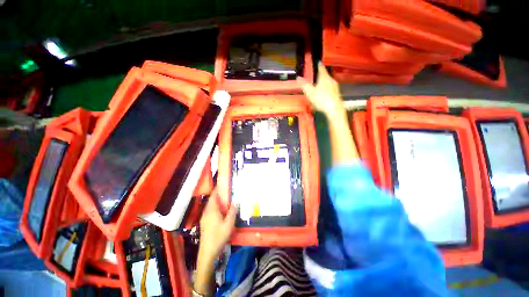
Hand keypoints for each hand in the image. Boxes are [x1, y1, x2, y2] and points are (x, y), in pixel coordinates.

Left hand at [198, 188, 235, 262]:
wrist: (207, 252)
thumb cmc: (219, 237)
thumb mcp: (229, 224)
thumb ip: (232, 212)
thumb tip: (235, 202)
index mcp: (212, 211)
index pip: (213, 196)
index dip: (217, 189)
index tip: (222, 183)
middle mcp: (206, 212)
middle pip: (211, 200)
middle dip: (218, 194)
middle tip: (226, 191)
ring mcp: (204, 218)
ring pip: (210, 205)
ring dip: (216, 201)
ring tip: (225, 199)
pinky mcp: (204, 223)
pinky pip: (209, 210)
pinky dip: (215, 207)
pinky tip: (220, 211)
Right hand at [297, 63, 344, 117]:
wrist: (334, 109)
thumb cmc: (322, 100)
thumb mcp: (310, 93)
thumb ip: (304, 85)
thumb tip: (298, 78)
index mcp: (324, 78)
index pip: (321, 68)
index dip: (319, 65)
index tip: (318, 63)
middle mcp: (330, 80)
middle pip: (325, 75)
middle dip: (320, 76)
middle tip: (315, 77)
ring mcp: (335, 86)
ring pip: (328, 82)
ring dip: (323, 83)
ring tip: (318, 86)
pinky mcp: (336, 92)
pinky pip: (330, 88)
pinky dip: (326, 89)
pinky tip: (323, 94)